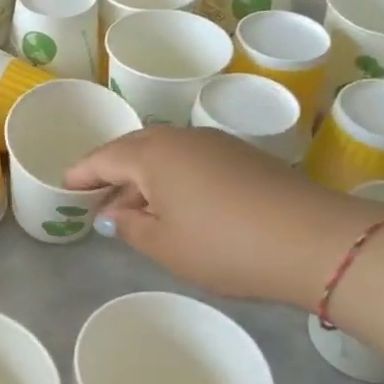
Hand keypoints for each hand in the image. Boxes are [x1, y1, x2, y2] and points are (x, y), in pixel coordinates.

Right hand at [66, 126, 375, 307]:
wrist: (317, 241)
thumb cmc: (225, 245)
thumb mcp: (164, 245)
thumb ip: (129, 226)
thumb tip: (113, 214)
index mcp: (152, 154)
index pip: (103, 158)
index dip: (81, 173)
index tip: (65, 185)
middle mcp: (181, 138)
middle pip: (133, 148)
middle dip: (111, 171)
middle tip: (96, 196)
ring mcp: (216, 144)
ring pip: (164, 152)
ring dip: (143, 176)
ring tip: (135, 208)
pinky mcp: (243, 156)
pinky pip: (190, 159)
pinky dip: (172, 177)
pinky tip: (176, 205)